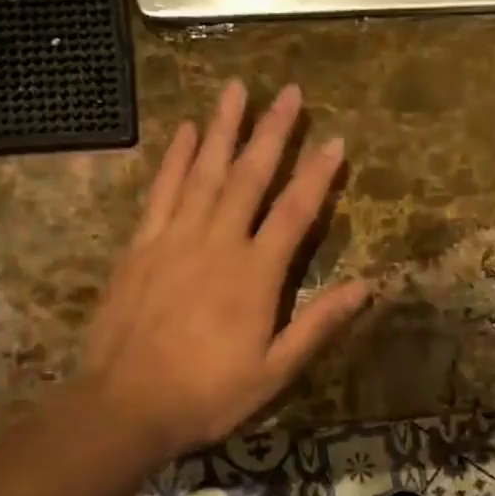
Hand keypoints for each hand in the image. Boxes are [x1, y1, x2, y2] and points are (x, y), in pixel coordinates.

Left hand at [77, 82, 370, 465]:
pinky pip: (162, 191)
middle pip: (250, 177)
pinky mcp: (142, 246)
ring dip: (224, 129)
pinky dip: (176, 159)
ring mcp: (175, 239)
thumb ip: (319, 324)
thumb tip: (368, 286)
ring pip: (205, 172)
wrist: (126, 406)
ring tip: (237, 90)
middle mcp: (218, 243)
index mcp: (255, 274)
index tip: (335, 140)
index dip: (317, 175)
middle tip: (288, 92)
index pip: (295, 212)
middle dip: (272, 132)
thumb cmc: (208, 394)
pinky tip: (188, 132)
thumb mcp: (275, 370)